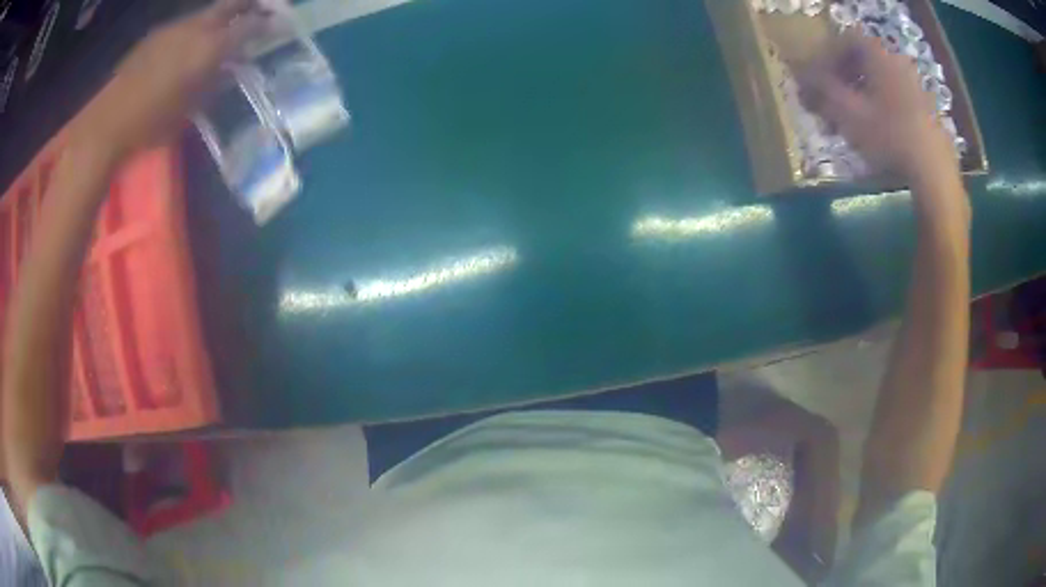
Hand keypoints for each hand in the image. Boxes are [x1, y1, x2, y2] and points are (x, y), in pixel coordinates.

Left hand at [76, 0, 264, 157]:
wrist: (108, 122)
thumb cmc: (151, 123)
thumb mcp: (190, 110)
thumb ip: (214, 83)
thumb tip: (230, 68)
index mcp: (209, 47)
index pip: (249, 26)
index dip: (268, 23)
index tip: (281, 24)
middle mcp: (196, 28)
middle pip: (231, 4)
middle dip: (249, 4)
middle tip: (262, 9)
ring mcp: (174, 27)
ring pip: (205, 13)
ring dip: (220, 17)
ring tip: (223, 30)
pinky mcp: (156, 34)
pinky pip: (184, 24)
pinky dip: (195, 29)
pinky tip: (189, 44)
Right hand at [798, 33, 957, 185]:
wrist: (934, 171)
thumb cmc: (889, 137)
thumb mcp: (848, 114)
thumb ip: (822, 90)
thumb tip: (803, 77)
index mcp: (878, 56)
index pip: (845, 42)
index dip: (827, 58)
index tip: (818, 81)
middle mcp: (896, 63)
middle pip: (862, 62)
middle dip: (842, 80)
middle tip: (831, 104)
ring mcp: (914, 86)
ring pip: (878, 82)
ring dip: (860, 97)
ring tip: (851, 125)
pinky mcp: (925, 110)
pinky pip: (895, 98)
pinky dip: (880, 108)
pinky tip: (876, 134)